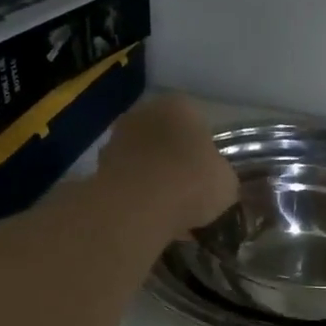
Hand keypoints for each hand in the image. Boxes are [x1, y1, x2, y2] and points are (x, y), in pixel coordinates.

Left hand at [98, 94, 237, 239]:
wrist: (137, 207)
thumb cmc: (192, 183)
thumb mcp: (227, 182)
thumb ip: (220, 175)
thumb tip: (214, 181)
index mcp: (180, 106)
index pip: (198, 123)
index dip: (205, 151)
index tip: (209, 176)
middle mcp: (145, 112)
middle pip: (167, 138)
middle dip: (176, 162)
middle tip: (190, 193)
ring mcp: (117, 138)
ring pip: (145, 159)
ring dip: (155, 179)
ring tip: (170, 211)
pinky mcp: (98, 166)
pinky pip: (128, 181)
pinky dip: (137, 196)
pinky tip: (150, 219)